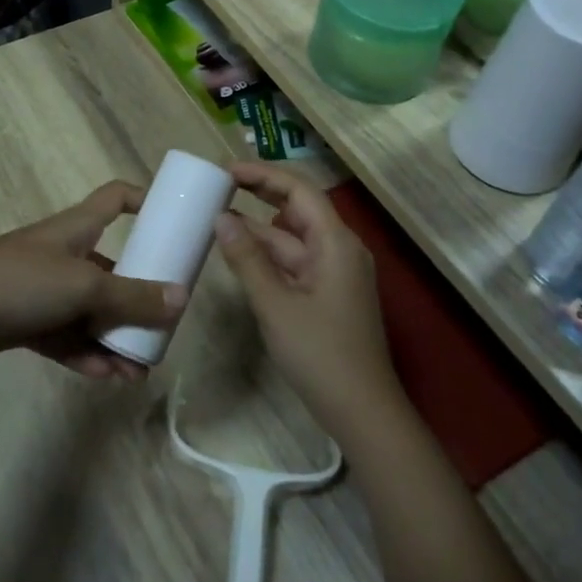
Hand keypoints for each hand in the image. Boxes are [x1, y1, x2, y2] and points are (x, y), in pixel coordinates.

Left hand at [0, 181, 185, 377]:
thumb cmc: (20, 280)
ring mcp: (44, 290)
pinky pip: (68, 337)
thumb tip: (182, 299)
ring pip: (91, 312)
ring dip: (115, 339)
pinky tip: (107, 378)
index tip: (171, 220)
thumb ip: (132, 296)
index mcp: (77, 229)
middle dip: (138, 299)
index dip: (143, 200)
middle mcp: (64, 255)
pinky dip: (87, 354)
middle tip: (161, 327)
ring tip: (137, 371)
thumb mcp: (84, 286)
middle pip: (112, 269)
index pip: (115, 198)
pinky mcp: (28, 322)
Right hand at [212, 161, 402, 440]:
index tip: (226, 170)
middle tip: (220, 185)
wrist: (362, 411)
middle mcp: (340, 249)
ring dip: (261, 227)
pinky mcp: (329, 294)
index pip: (299, 190)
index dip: (263, 175)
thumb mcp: (275, 304)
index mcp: (335, 243)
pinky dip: (269, 255)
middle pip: (298, 209)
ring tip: (219, 216)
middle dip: (261, 193)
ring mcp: (336, 273)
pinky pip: (296, 262)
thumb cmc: (320, 353)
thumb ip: (247, 259)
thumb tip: (221, 218)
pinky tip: (240, 255)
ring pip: (294, 238)